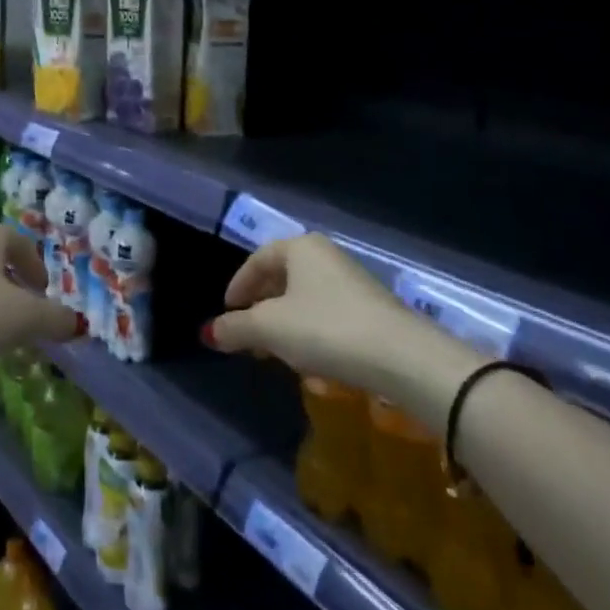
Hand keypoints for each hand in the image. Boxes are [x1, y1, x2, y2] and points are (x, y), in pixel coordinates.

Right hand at [205, 233, 481, 428]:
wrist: (402, 358)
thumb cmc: (324, 329)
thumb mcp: (269, 329)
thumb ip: (234, 328)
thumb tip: (207, 333)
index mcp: (300, 248)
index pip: (257, 260)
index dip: (237, 286)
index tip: (227, 312)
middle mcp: (326, 256)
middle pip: (282, 278)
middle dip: (261, 307)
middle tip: (248, 334)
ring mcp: (353, 282)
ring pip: (305, 298)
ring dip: (285, 323)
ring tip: (275, 353)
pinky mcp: (372, 310)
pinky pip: (328, 315)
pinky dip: (310, 333)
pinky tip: (311, 361)